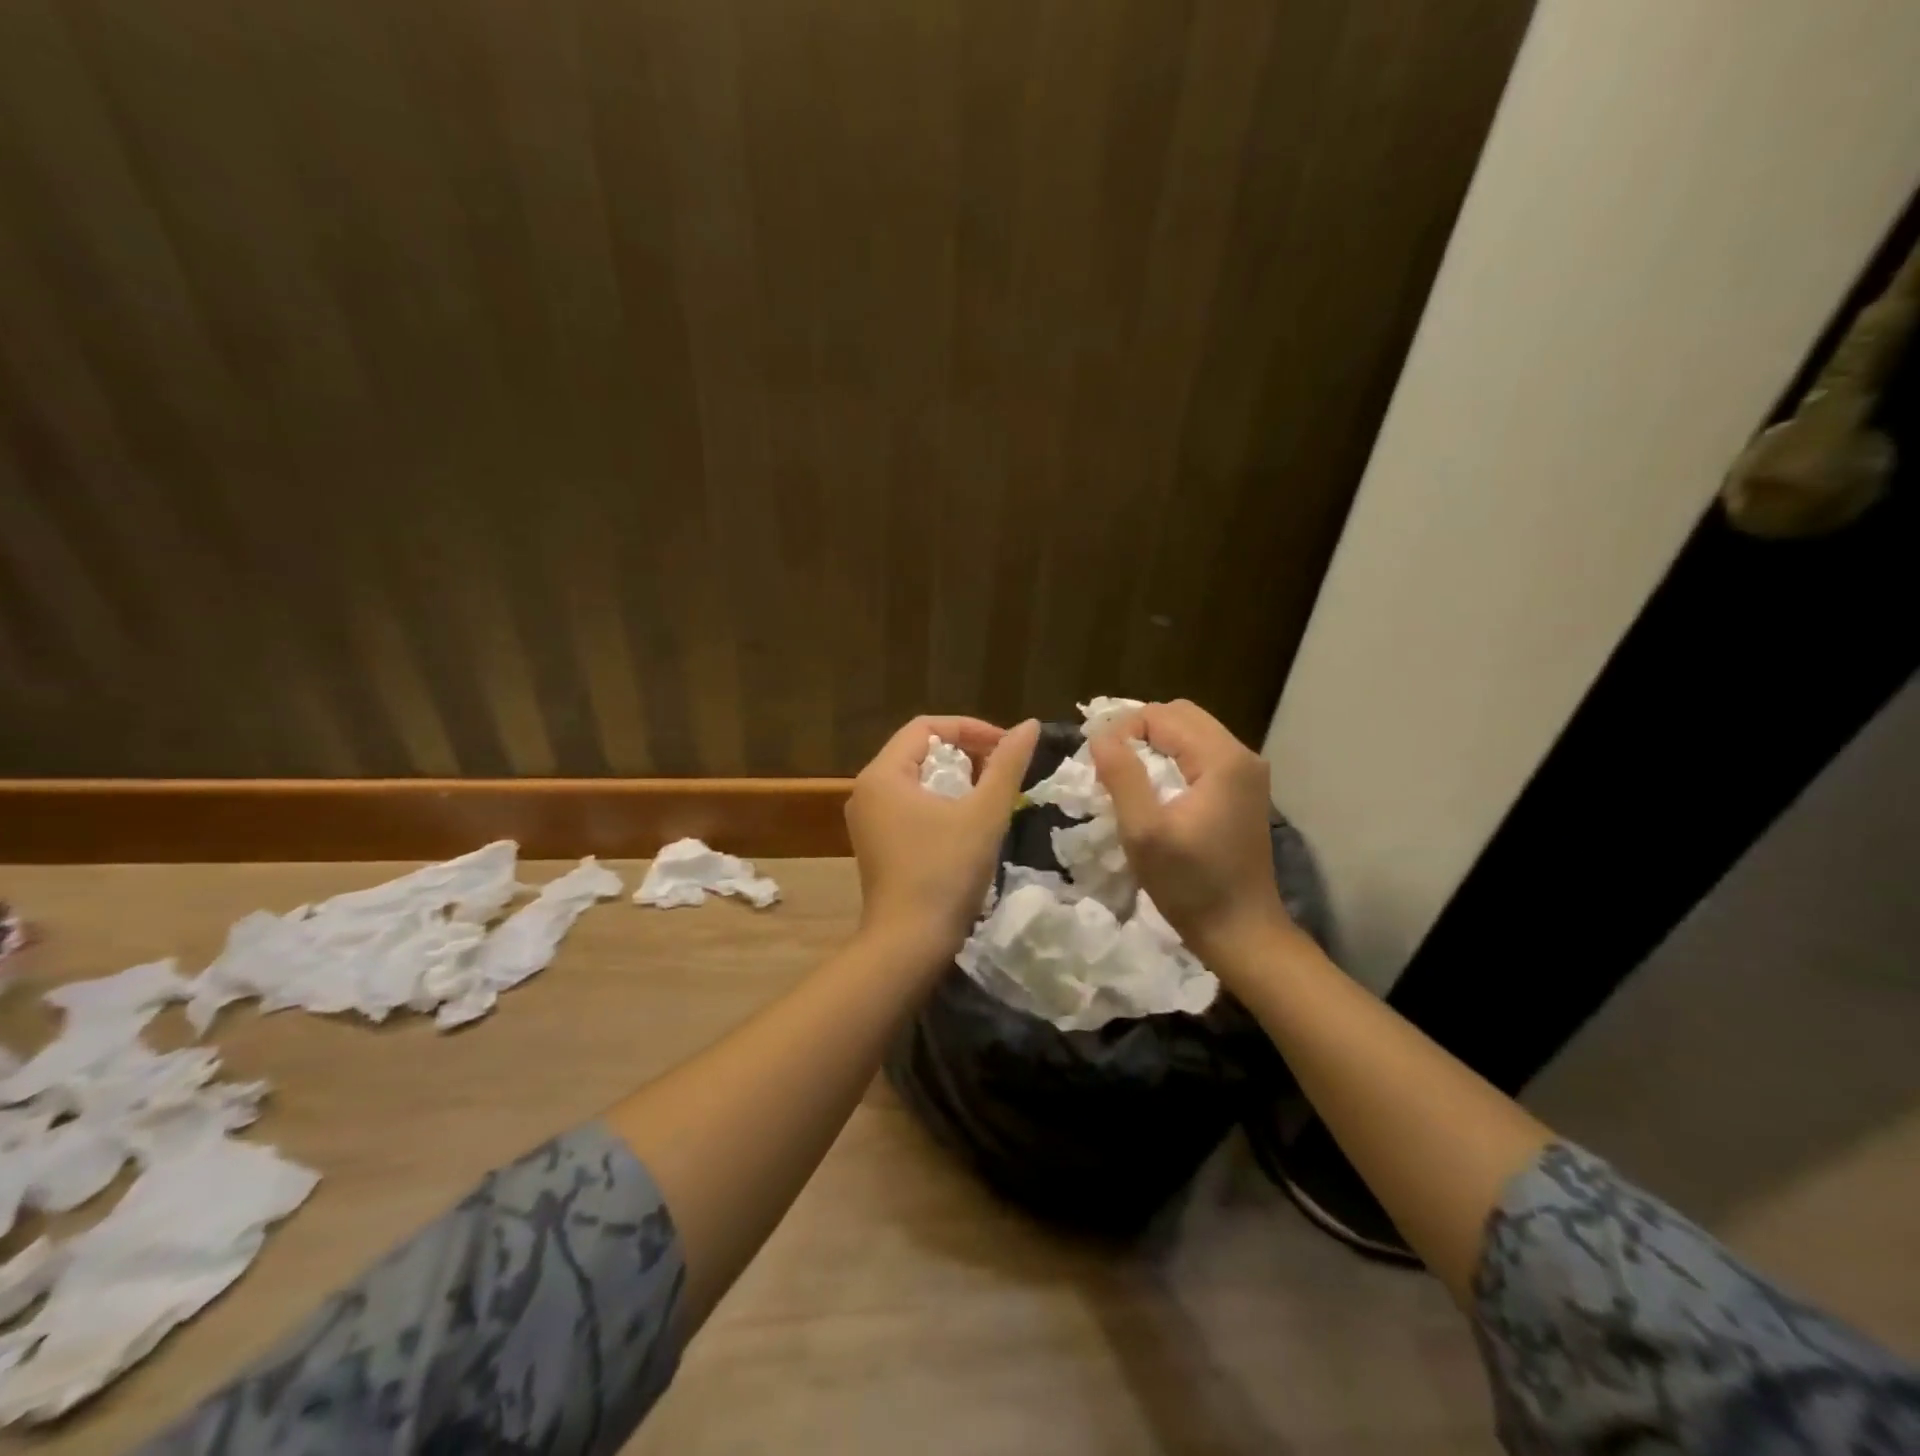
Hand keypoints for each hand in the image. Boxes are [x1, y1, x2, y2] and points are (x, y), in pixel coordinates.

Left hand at [846, 715, 1039, 957]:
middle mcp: (867, 790)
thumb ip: (1007, 765)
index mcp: (883, 774)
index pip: (927, 727)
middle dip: (964, 752)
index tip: (1007, 746)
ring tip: (989, 792)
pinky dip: (939, 801)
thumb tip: (1030, 725)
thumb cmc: (945, 872)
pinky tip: (966, 821)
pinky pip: (909, 804)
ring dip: (955, 777)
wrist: (909, 944)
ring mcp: (869, 820)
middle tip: (1001, 768)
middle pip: (919, 750)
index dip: (971, 728)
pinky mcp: (877, 843)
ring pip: (916, 779)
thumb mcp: (983, 814)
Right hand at [1088, 700, 1291, 960]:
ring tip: (1126, 777)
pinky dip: (1172, 761)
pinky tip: (1154, 790)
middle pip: (1180, 716)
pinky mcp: (1243, 791)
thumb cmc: (1190, 885)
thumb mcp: (1144, 832)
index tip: (1098, 765)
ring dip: (1154, 746)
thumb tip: (1100, 736)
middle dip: (1138, 732)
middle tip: (1109, 765)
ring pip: (1190, 734)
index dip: (1123, 730)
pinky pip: (1200, 756)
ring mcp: (1247, 773)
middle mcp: (1241, 755)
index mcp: (1222, 758)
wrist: (1241, 931)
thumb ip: (1122, 776)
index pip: (1161, 715)